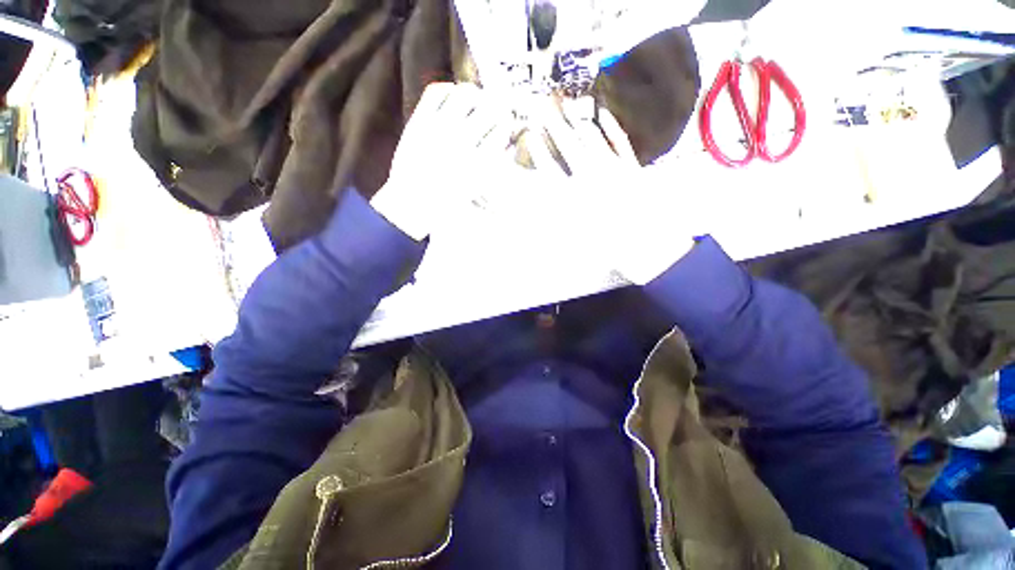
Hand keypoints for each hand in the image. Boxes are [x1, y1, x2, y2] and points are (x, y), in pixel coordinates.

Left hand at [371, 83, 515, 240]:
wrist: (414, 201)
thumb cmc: (449, 199)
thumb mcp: (477, 186)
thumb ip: (491, 163)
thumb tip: (502, 140)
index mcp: (479, 162)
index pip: (502, 129)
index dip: (506, 123)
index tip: (504, 123)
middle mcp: (463, 142)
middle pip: (490, 108)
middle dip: (497, 107)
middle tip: (494, 109)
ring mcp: (440, 129)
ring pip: (465, 93)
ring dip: (474, 94)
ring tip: (473, 101)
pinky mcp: (420, 121)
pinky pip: (437, 91)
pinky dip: (447, 89)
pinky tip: (451, 98)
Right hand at [532, 97, 694, 284]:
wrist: (646, 242)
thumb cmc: (606, 243)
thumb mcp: (575, 235)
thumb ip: (557, 216)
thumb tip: (542, 200)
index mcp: (574, 194)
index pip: (550, 168)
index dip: (539, 152)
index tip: (531, 137)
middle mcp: (590, 175)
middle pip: (568, 145)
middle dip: (554, 126)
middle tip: (544, 108)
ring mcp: (613, 167)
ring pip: (591, 138)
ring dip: (577, 121)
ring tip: (567, 105)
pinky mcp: (631, 166)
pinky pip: (619, 140)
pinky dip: (610, 126)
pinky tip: (602, 113)